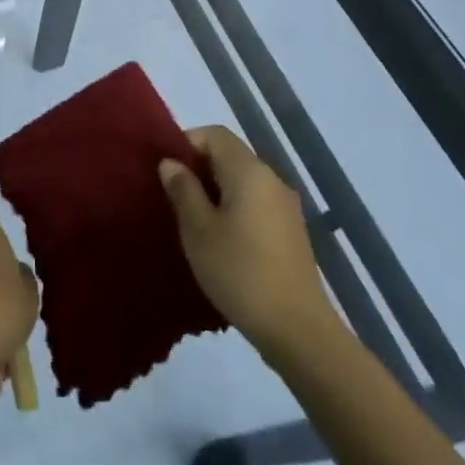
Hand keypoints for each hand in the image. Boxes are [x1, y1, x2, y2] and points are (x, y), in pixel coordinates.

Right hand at [159, 126, 339, 358]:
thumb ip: (183, 190)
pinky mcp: (292, 232)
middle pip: (230, 155)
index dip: (187, 143)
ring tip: (193, 222)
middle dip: (199, 169)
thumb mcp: (198, 230)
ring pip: (243, 182)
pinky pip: (256, 204)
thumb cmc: (240, 272)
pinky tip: (221, 242)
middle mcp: (271, 179)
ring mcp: (286, 206)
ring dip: (216, 192)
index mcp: (248, 170)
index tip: (167, 170)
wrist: (298, 330)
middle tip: (173, 197)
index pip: (214, 134)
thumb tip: (171, 163)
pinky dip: (235, 210)